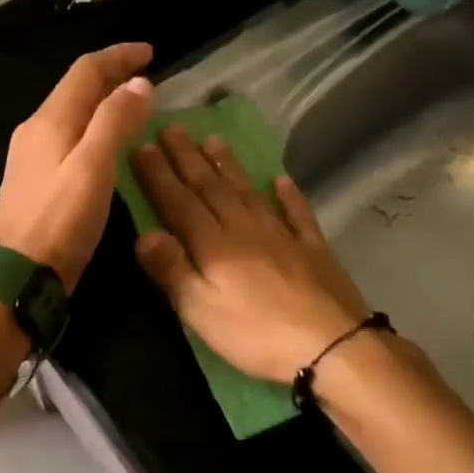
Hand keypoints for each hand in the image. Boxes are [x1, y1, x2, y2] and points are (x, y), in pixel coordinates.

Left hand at [0, 43, 154, 291]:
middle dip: (111, 75)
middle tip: (147, 75)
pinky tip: (108, 142)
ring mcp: (32, 155)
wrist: (21, 273)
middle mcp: (36, 129)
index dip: (118, 57)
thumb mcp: (93, 167)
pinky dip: (94, 126)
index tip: (150, 52)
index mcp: (50, 120)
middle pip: (76, 88)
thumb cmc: (61, 220)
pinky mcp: (36, 178)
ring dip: (103, 101)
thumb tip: (139, 83)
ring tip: (134, 104)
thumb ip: (116, 121)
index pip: (86, 71)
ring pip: (72, 112)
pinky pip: (69, 135)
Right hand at [130, 127, 371, 382]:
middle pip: (211, 187)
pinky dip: (288, 195)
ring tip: (214, 140)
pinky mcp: (313, 249)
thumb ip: (172, 269)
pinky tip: (282, 180)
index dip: (159, 174)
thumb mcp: (200, 310)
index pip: (178, 202)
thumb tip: (143, 232)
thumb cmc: (255, 334)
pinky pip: (297, 213)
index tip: (142, 144)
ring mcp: (282, 235)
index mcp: (214, 244)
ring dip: (230, 165)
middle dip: (188, 157)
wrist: (331, 345)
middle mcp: (245, 228)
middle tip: (172, 128)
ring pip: (249, 192)